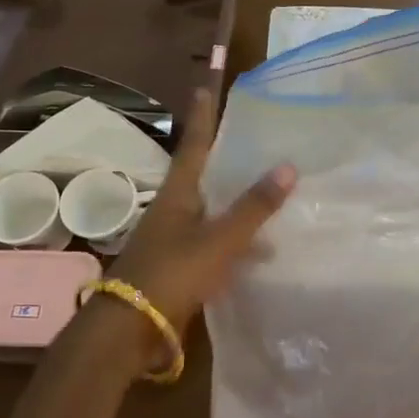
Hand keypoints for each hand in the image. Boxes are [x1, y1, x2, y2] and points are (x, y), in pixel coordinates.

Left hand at [103, 87, 295, 375]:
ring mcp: (175, 240)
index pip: (194, 145)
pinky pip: (215, 242)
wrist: (130, 329)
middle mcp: (175, 210)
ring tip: (271, 195)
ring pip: (212, 210)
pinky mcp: (180, 267)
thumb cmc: (172, 273)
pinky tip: (261, 253)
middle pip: (203, 175)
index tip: (205, 88)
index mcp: (179, 194)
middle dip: (226, 157)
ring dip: (236, 202)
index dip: (203, 118)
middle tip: (253, 139)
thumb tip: (288, 166)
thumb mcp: (219, 239)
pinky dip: (237, 241)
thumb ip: (253, 207)